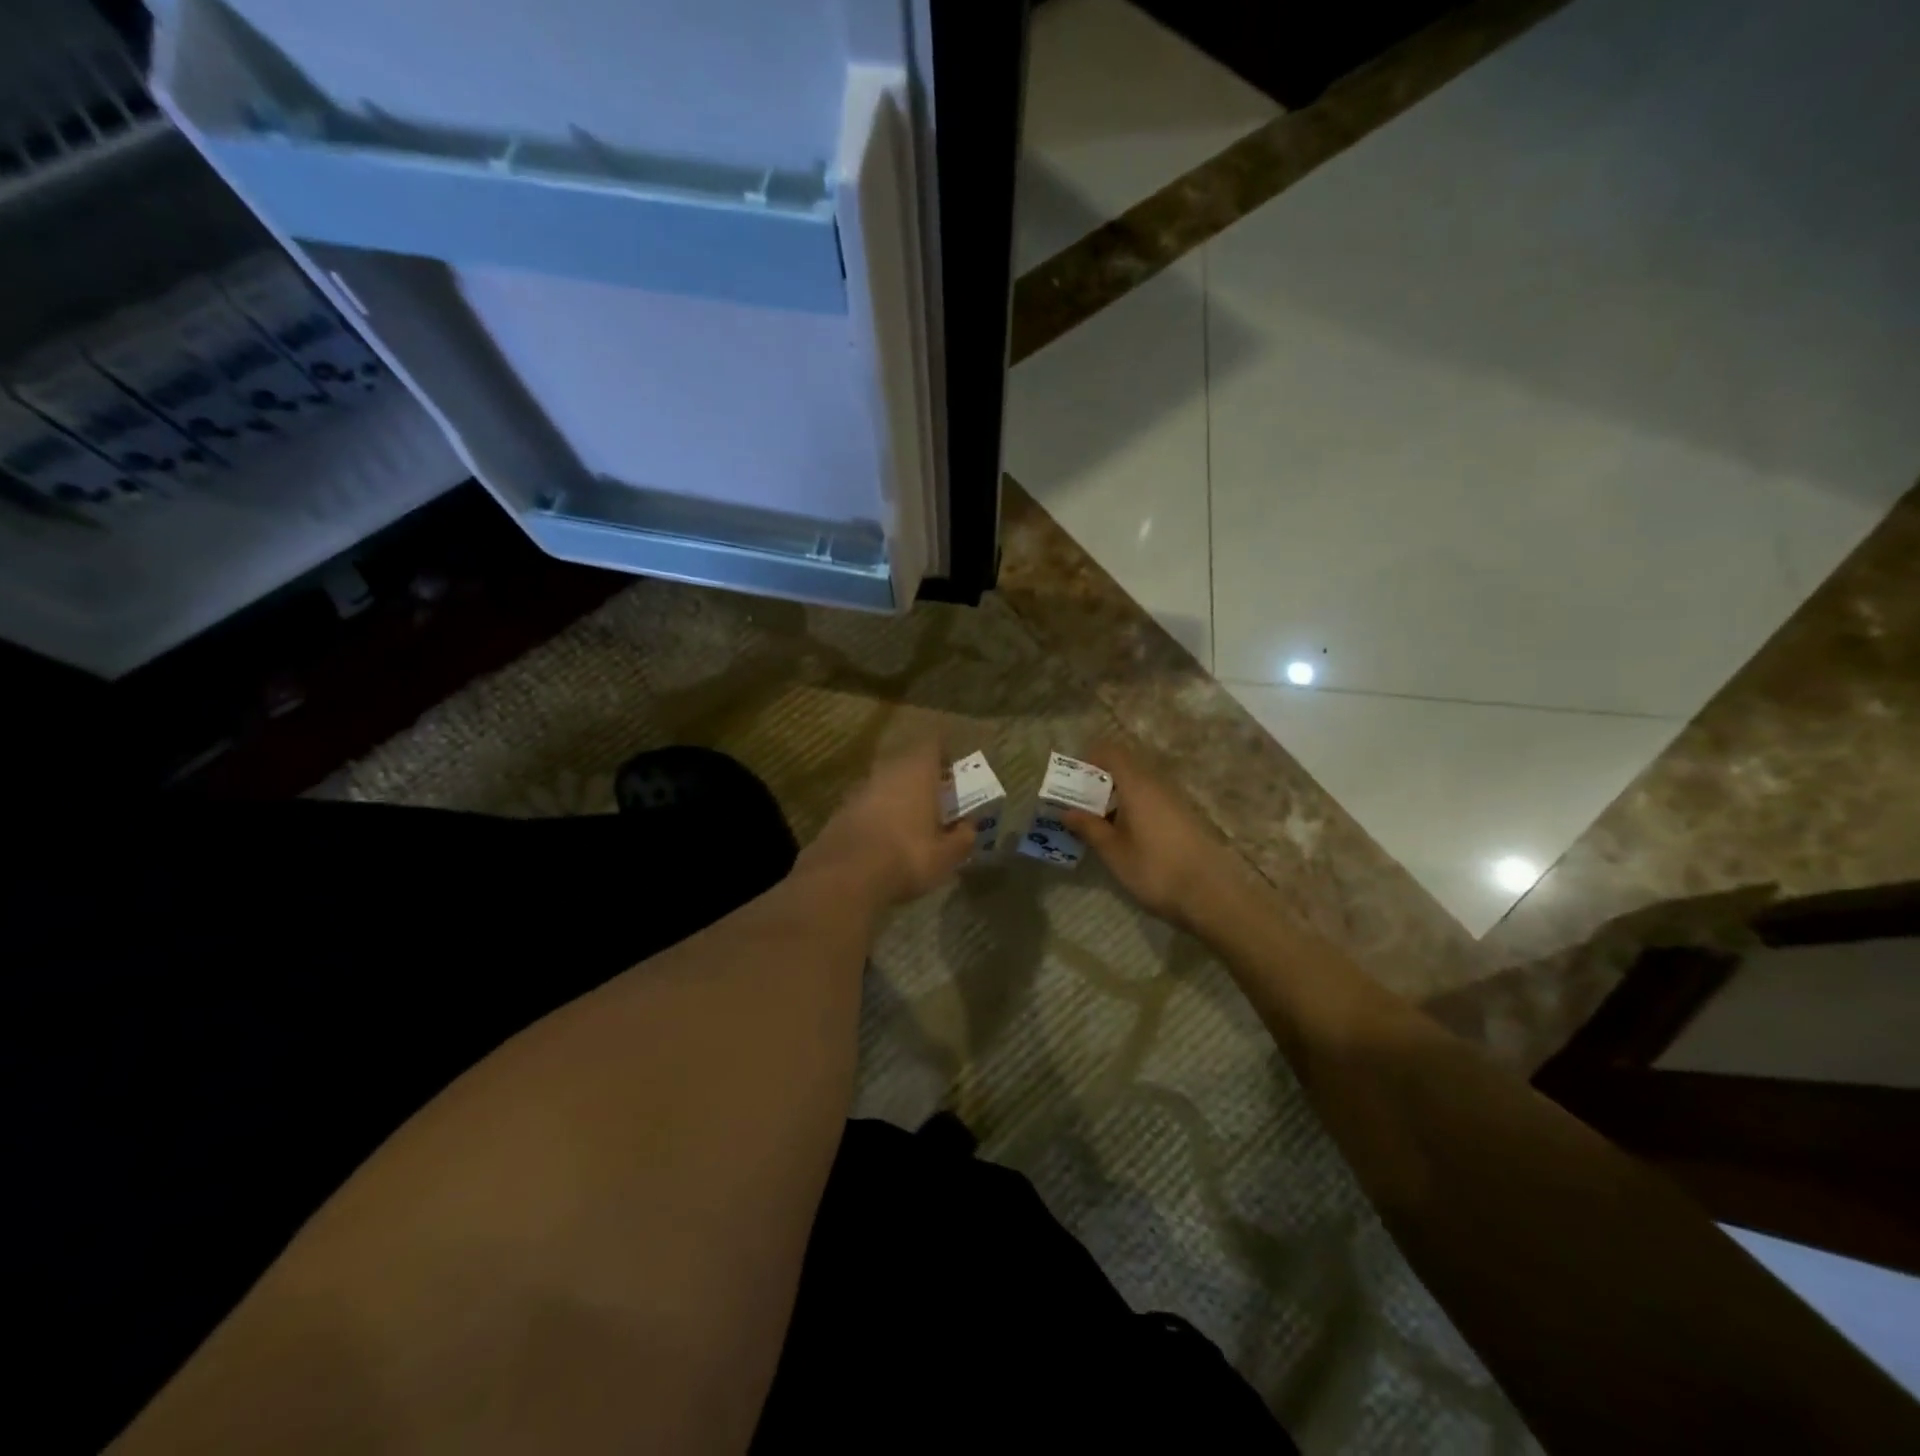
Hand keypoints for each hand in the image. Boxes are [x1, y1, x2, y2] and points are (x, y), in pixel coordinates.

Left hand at [797, 739, 974, 908]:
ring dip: (897, 796)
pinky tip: (883, 838)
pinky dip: (877, 814)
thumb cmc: (908, 856)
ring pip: (885, 783)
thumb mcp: (946, 855)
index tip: (951, 767)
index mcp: (918, 771)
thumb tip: (969, 827)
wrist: (846, 875)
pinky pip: (866, 805)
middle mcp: (888, 771)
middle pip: (907, 763)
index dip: (943, 753)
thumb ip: (962, 837)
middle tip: (935, 797)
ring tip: (910, 820)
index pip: (933, 744)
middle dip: (921, 777)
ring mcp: (860, 789)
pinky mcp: (840, 810)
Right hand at [1063, 738, 1235, 928]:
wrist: (1211, 895)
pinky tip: (1126, 836)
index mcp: (1137, 784)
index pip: (1111, 752)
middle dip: (1099, 781)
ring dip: (1116, 796)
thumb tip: (1067, 811)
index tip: (1072, 781)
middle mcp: (1157, 784)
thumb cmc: (1155, 870)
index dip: (1089, 759)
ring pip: (1139, 785)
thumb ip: (1089, 827)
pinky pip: (1152, 800)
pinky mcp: (1185, 817)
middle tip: (1079, 805)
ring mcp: (1175, 800)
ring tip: (1099, 824)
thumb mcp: (1114, 852)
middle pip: (1125, 767)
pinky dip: (1134, 808)